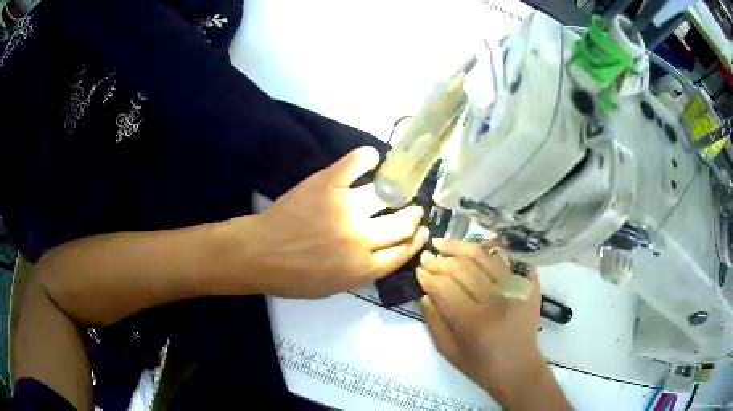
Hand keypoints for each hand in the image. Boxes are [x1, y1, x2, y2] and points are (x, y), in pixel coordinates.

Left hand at [240, 146, 428, 297]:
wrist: (260, 254)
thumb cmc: (294, 277)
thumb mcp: (334, 287)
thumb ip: (364, 271)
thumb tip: (383, 251)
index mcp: (364, 267)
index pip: (403, 250)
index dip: (416, 239)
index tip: (422, 230)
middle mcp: (362, 238)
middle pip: (402, 223)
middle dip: (413, 215)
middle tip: (413, 208)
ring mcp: (346, 208)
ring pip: (384, 194)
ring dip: (395, 190)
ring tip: (395, 186)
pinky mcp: (328, 184)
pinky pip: (355, 164)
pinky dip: (367, 157)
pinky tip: (373, 158)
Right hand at [417, 239, 567, 408]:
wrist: (519, 369)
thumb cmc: (481, 366)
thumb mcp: (449, 351)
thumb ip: (434, 321)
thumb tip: (424, 293)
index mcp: (473, 321)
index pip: (445, 287)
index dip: (428, 276)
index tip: (418, 270)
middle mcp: (496, 300)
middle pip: (463, 267)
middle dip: (440, 259)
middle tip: (427, 255)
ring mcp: (516, 289)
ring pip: (485, 256)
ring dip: (461, 247)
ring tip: (445, 244)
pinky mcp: (529, 286)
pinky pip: (508, 260)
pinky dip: (491, 251)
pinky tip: (476, 248)